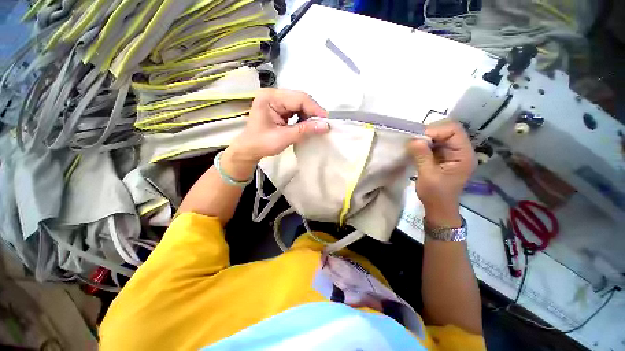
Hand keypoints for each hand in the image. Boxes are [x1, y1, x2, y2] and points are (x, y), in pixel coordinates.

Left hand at [221, 89, 328, 179]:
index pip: (299, 98)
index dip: (315, 109)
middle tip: (323, 125)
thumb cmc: (262, 144)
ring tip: (316, 126)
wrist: (249, 150)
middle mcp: (274, 95)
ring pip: (300, 104)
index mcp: (270, 97)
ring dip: (309, 115)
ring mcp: (277, 101)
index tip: (326, 121)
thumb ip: (305, 130)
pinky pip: (297, 110)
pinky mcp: (280, 108)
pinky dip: (304, 118)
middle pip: (300, 99)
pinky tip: (307, 125)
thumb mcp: (284, 137)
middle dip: (313, 112)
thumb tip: (326, 126)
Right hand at [407, 120, 475, 227]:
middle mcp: (462, 150)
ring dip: (426, 137)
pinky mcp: (445, 155)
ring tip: (414, 144)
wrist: (438, 206)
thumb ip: (422, 156)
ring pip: (441, 134)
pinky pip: (435, 142)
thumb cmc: (435, 194)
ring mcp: (453, 152)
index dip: (435, 130)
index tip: (417, 139)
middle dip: (430, 132)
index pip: (453, 131)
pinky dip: (425, 143)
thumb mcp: (428, 176)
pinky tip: (417, 149)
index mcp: (464, 155)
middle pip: (449, 129)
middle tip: (414, 140)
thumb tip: (413, 140)